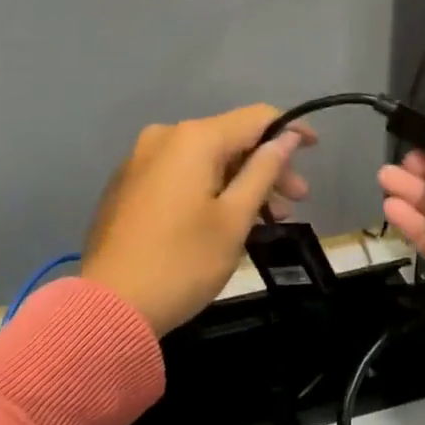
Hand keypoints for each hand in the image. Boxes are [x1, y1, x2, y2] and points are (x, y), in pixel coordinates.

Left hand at [83, 105, 314, 335]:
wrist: (109, 307)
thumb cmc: (183, 261)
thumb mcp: (234, 218)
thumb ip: (264, 170)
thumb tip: (286, 136)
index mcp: (193, 138)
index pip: (255, 117)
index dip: (290, 129)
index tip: (315, 149)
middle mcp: (164, 137)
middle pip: (229, 139)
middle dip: (266, 166)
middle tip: (296, 201)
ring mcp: (140, 160)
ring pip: (205, 160)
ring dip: (240, 182)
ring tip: (267, 218)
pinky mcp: (128, 185)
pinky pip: (181, 174)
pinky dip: (209, 189)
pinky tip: (226, 219)